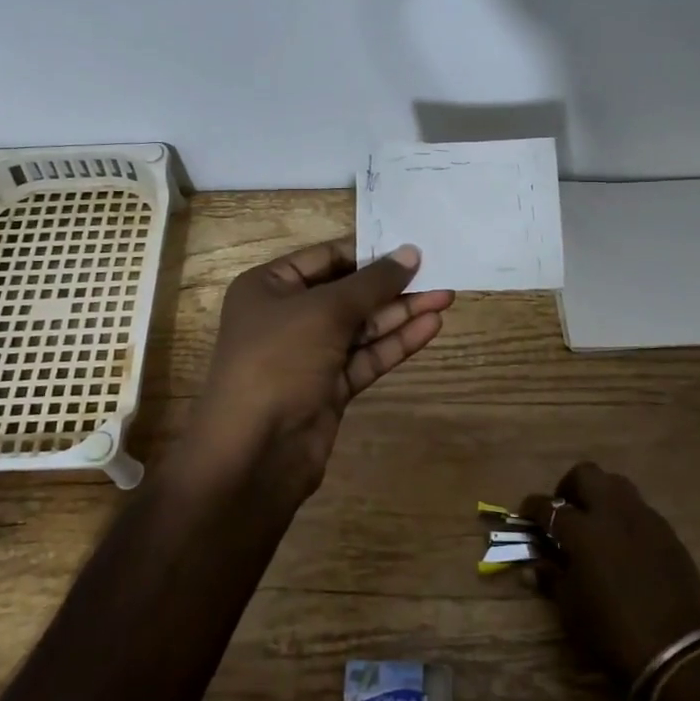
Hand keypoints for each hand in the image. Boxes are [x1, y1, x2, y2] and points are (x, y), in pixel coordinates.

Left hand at [190, 238, 453, 498]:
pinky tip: (430, 327)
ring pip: (361, 326)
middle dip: (391, 285)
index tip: (410, 248)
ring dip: (401, 313)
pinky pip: (366, 356)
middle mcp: (287, 316)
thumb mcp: (325, 311)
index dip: (368, 252)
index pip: (326, 258)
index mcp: (269, 287)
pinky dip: (396, 343)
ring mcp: (308, 355)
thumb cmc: (278, 361)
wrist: (254, 452)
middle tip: (438, 273)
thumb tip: (410, 252)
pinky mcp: (329, 387)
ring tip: (445, 296)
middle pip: (347, 293)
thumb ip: (372, 282)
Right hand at [521, 463, 699, 688]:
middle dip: (569, 487)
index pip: (549, 507)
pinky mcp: (668, 534)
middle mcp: (614, 514)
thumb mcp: (571, 609)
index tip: (525, 514)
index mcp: (584, 531)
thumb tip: (536, 564)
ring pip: (617, 485)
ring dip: (600, 495)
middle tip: (564, 511)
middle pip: (586, 475)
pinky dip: (624, 517)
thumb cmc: (613, 634)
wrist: (678, 655)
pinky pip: (640, 510)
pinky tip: (623, 544)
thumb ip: (552, 577)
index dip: (532, 507)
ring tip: (594, 523)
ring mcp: (645, 520)